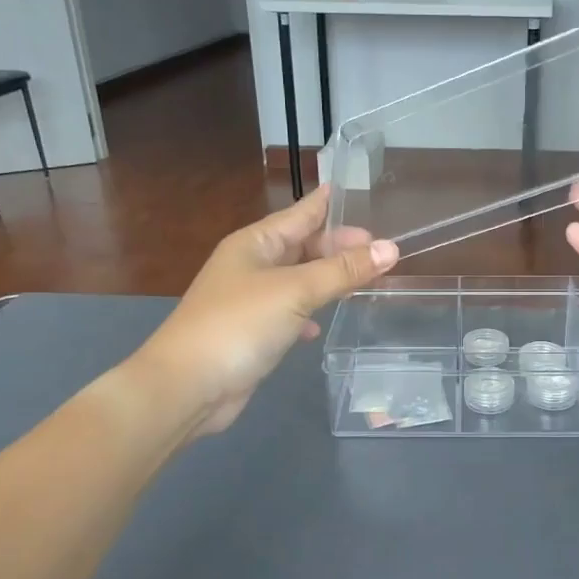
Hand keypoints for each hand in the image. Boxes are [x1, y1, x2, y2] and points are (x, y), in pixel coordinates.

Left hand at [137, 187, 398, 435]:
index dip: (328, 204)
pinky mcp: (252, 333)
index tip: (357, 193)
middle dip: (338, 246)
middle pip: (302, 247)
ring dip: (328, 279)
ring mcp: (250, 300)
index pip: (300, 214)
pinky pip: (288, 313)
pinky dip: (308, 314)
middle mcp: (251, 266)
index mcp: (256, 243)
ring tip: (364, 280)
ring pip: (298, 280)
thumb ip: (343, 270)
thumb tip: (391, 249)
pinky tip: (321, 326)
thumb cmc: (239, 324)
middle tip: (380, 250)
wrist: (188, 385)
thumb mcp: (295, 291)